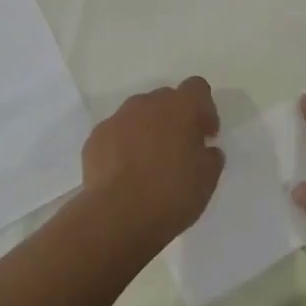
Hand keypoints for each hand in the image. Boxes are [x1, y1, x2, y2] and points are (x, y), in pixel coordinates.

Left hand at [80, 77, 224, 250]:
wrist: (116, 217)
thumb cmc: (170, 194)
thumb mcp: (207, 180)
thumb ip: (210, 157)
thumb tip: (205, 150)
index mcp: (179, 107)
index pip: (197, 88)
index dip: (204, 109)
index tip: (205, 136)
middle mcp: (147, 103)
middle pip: (166, 99)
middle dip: (175, 119)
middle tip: (179, 151)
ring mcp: (117, 119)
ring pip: (138, 115)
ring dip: (147, 131)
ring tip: (148, 164)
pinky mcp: (95, 138)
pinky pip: (116, 133)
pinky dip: (123, 146)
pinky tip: (125, 173)